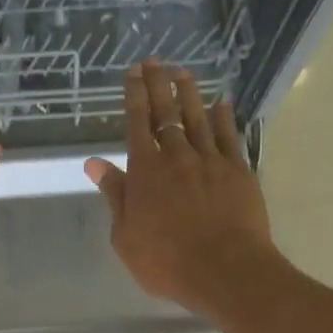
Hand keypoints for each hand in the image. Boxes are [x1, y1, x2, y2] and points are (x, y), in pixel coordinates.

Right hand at [85, 62, 278, 320]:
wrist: (225, 271)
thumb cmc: (167, 261)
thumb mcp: (125, 236)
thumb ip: (114, 195)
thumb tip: (94, 164)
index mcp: (145, 172)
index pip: (137, 124)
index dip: (134, 96)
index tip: (132, 73)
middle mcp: (177, 157)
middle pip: (166, 113)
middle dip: (158, 85)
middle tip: (154, 61)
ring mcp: (210, 161)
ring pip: (197, 118)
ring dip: (189, 93)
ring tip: (183, 72)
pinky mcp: (238, 171)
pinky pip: (228, 136)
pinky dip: (223, 117)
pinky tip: (221, 103)